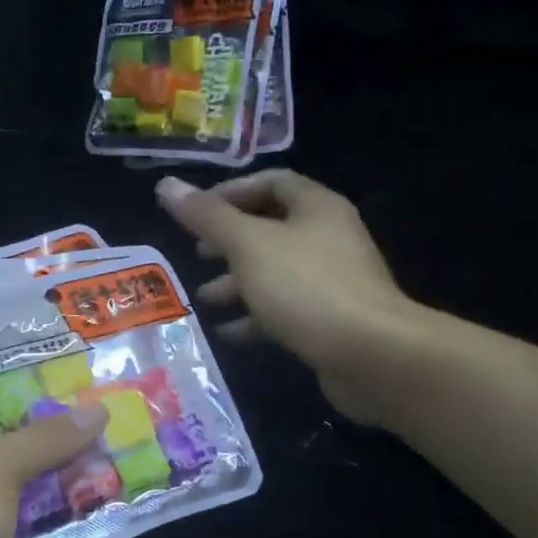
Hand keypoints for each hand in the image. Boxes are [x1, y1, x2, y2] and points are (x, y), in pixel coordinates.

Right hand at [157, 171, 419, 424]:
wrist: (371, 355)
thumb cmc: (305, 287)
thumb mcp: (248, 245)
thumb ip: (207, 216)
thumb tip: (166, 185)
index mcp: (316, 208)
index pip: (271, 182)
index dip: (231, 192)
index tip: (196, 213)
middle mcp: (328, 237)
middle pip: (272, 227)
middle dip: (229, 241)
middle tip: (197, 254)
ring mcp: (333, 280)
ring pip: (276, 271)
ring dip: (238, 282)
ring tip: (205, 298)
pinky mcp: (332, 319)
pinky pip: (286, 308)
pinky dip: (256, 316)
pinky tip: (229, 332)